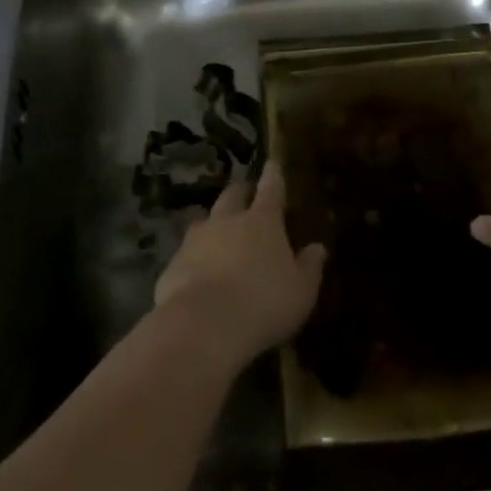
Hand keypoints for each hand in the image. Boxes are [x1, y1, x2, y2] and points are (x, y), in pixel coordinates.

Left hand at [154, 165, 326, 366]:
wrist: (203, 327)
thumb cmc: (264, 304)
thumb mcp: (301, 291)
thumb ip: (310, 267)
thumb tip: (317, 248)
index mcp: (262, 221)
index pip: (271, 189)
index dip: (273, 175)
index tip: (272, 163)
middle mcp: (227, 221)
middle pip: (232, 195)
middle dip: (240, 192)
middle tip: (246, 194)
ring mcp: (195, 240)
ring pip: (205, 220)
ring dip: (213, 223)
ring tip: (219, 233)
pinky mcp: (172, 265)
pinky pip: (186, 253)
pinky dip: (195, 257)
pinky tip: (198, 273)